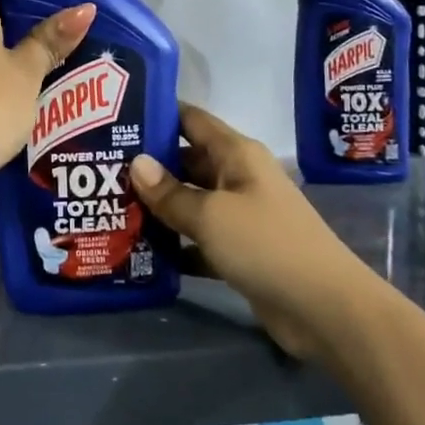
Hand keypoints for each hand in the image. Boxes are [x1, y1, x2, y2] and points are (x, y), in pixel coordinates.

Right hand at [129, 103, 347, 359]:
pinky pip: (198, 239)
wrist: (325, 310)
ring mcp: (240, 216)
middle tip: (99, 169)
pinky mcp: (240, 252)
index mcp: (236, 155)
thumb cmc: (267, 245)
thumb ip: (170, 192)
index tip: (115, 117)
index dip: (157, 114)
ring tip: (109, 207)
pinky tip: (139, 251)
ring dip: (157, 207)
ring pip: (190, 202)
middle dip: (147, 166)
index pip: (191, 120)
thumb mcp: (211, 215)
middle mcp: (238, 178)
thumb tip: (136, 163)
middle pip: (186, 162)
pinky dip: (175, 244)